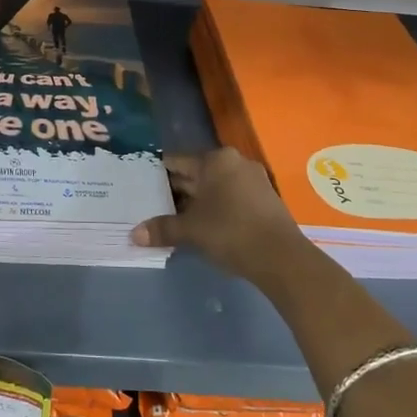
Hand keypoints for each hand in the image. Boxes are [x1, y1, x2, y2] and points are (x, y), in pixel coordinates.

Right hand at [132, 147, 310, 284]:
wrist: (282, 257)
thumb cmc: (231, 231)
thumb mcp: (191, 230)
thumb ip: (163, 229)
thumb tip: (134, 234)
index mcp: (215, 160)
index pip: (177, 161)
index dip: (157, 173)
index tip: (141, 185)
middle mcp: (234, 162)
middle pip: (196, 173)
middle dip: (176, 190)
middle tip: (152, 204)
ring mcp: (253, 180)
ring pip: (214, 186)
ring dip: (195, 201)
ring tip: (173, 216)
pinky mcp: (264, 199)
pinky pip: (230, 196)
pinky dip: (215, 207)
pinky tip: (203, 224)